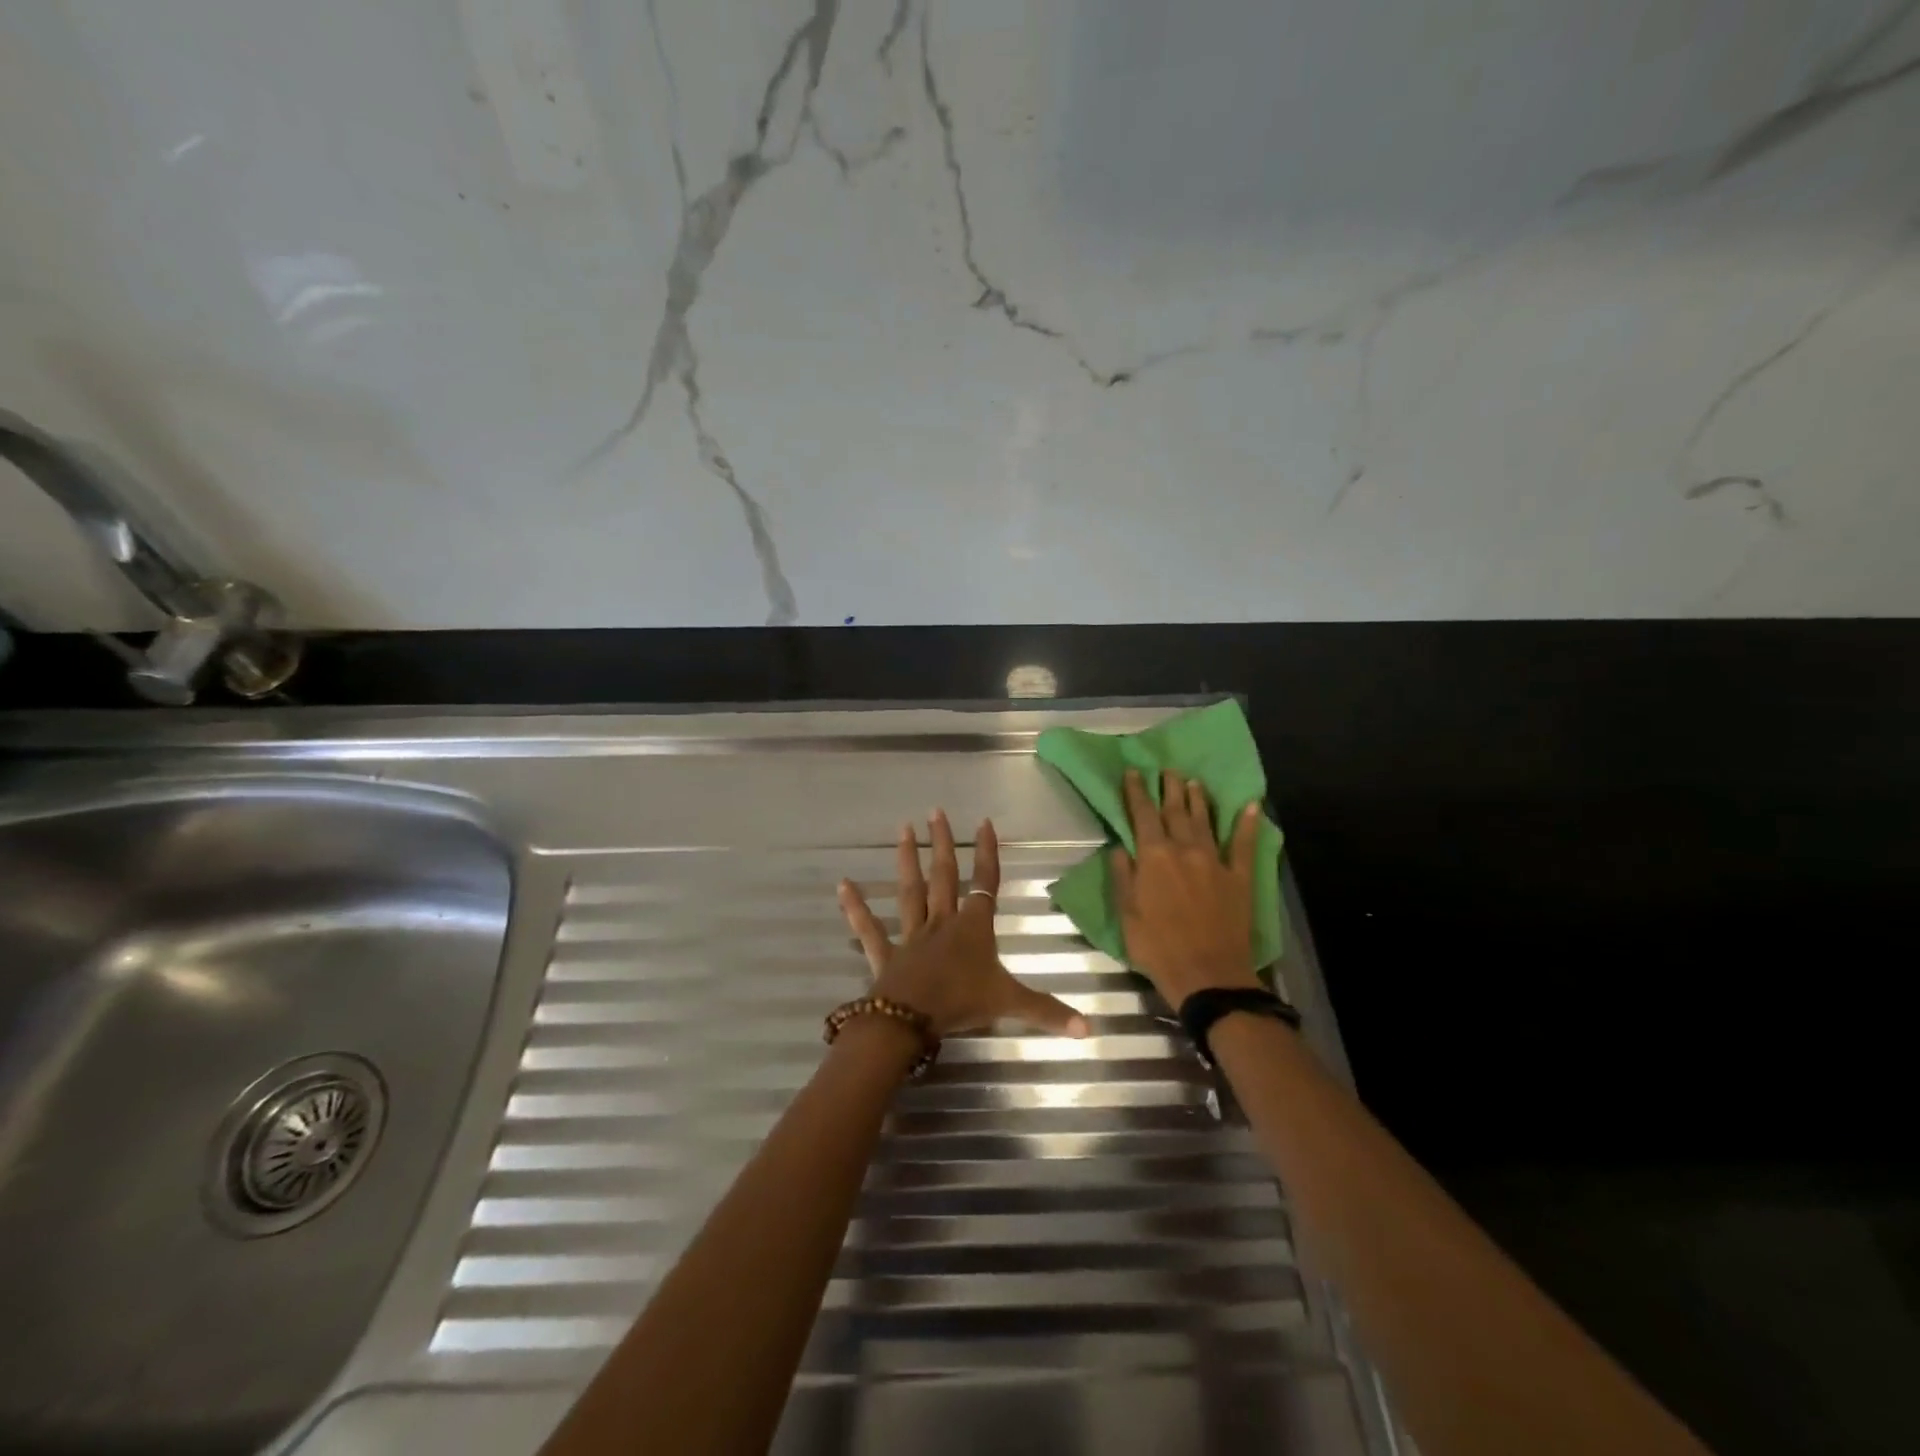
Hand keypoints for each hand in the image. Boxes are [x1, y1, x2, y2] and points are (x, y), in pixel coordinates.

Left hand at [839, 810, 1089, 1040]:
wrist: (911, 1020)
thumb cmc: (961, 1004)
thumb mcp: (1010, 1004)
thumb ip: (1048, 1012)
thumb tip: (1090, 1029)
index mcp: (972, 928)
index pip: (984, 883)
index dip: (987, 853)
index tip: (984, 822)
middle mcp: (942, 922)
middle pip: (944, 876)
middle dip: (942, 844)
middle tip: (934, 812)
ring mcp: (911, 935)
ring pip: (910, 891)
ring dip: (907, 860)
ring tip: (902, 829)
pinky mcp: (886, 953)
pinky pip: (869, 928)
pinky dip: (856, 907)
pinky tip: (842, 885)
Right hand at [1111, 768, 1264, 1008]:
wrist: (1208, 974)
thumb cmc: (1158, 946)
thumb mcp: (1127, 914)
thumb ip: (1123, 876)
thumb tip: (1119, 847)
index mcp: (1154, 857)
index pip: (1143, 815)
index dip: (1137, 792)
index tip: (1134, 772)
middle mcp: (1185, 850)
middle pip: (1176, 811)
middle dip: (1169, 788)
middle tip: (1167, 770)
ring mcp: (1215, 861)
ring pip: (1205, 821)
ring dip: (1198, 799)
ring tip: (1194, 782)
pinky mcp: (1240, 877)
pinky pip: (1245, 844)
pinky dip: (1247, 824)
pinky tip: (1251, 805)